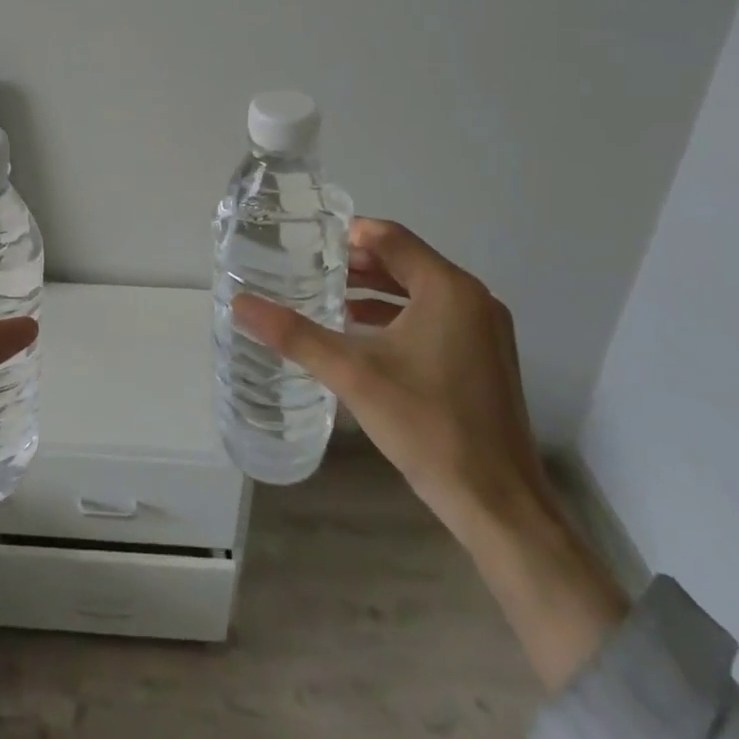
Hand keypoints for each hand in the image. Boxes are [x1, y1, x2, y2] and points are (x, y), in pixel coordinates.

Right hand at [234, 217, 627, 690]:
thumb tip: (240, 304)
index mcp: (448, 289)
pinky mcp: (485, 357)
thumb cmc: (428, 426)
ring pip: (420, 290)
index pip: (390, 237)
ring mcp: (485, 330)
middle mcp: (473, 299)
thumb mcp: (353, 375)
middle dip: (357, 262)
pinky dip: (398, 314)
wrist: (498, 504)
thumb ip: (295, 335)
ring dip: (376, 289)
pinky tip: (362, 333)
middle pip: (406, 260)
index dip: (347, 234)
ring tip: (327, 295)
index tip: (306, 241)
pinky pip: (434, 316)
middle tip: (309, 267)